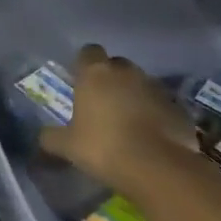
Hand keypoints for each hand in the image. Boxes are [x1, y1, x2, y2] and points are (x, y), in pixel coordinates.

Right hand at [39, 45, 201, 200]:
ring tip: (127, 121)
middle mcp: (127, 73)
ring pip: (142, 84)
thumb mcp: (66, 146)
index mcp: (95, 73)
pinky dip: (156, 114)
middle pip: (117, 65)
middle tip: (102, 102)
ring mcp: (156, 89)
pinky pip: (162, 105)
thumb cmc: (102, 147)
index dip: (84, 64)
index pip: (89, 52)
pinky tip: (149, 136)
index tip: (81, 80)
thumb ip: (51, 137)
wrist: (157, 168)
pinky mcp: (179, 109)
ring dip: (135, 96)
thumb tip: (42, 137)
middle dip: (111, 78)